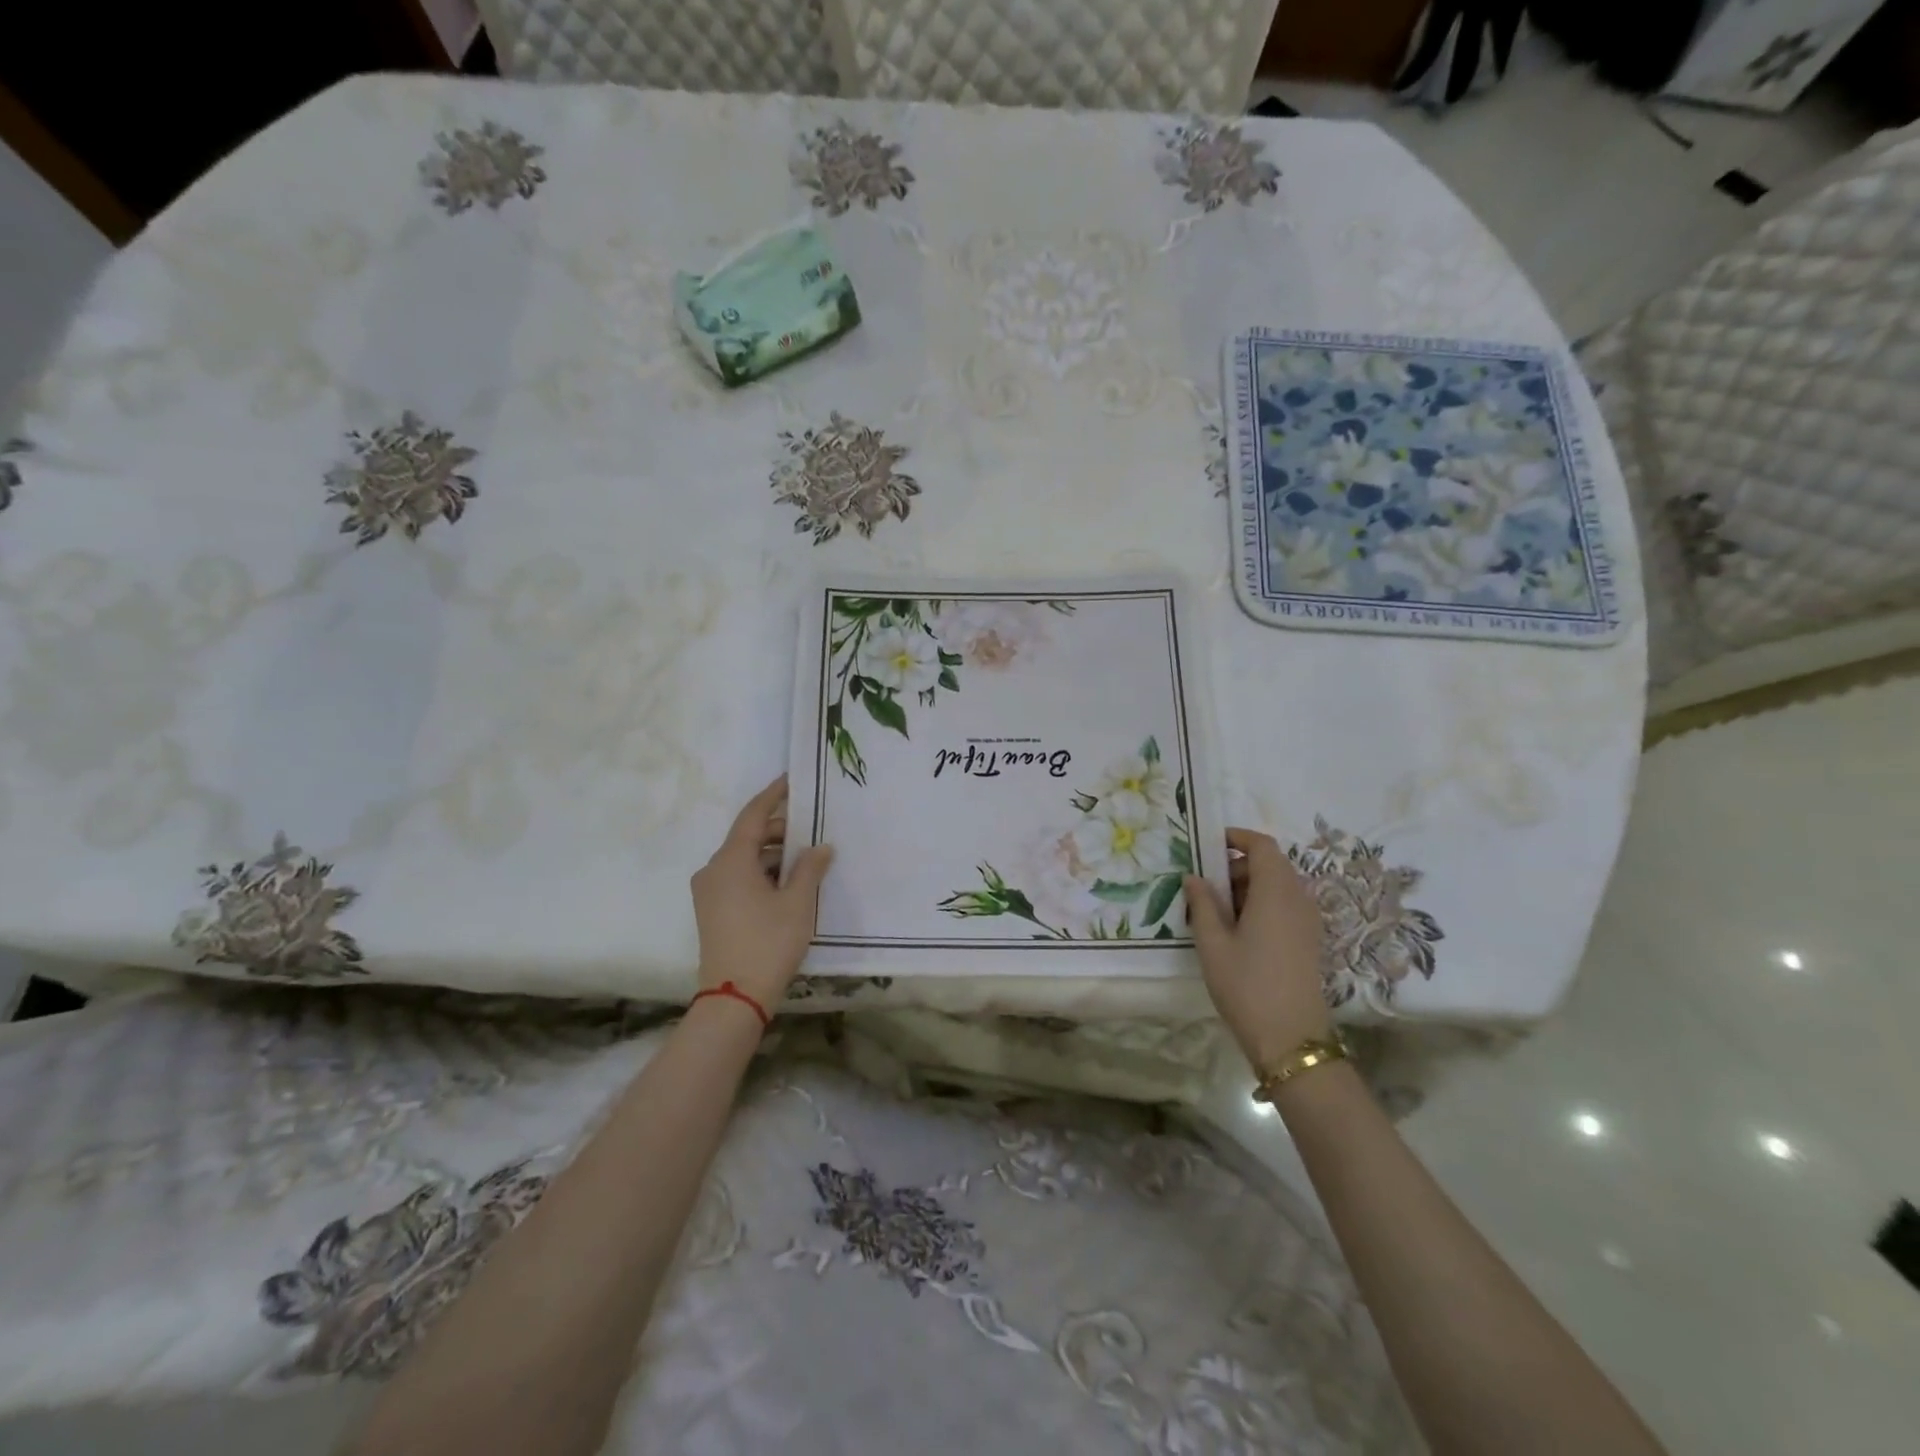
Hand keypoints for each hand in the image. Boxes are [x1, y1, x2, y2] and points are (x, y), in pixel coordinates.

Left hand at [690, 777, 834, 1008]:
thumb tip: (821, 847)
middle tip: (811, 829)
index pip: (753, 815)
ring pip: (743, 859)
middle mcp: (713, 869)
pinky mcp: (711, 910)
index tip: (791, 780)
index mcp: (731, 860)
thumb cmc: (768, 943)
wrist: (734, 998)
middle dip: (779, 830)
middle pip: (747, 837)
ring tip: (806, 859)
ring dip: (772, 854)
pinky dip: (761, 872)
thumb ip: (810, 868)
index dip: (774, 796)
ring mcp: (709, 891)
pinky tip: (787, 883)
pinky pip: (737, 877)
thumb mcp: (798, 903)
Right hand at [1184, 827, 1331, 1069]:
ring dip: (1247, 888)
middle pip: (1270, 864)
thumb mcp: (1212, 943)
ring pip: (1277, 886)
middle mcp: (1298, 899)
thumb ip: (1202, 903)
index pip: (1262, 845)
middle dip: (1235, 867)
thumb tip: (1194, 877)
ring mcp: (1308, 921)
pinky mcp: (1309, 940)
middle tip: (1203, 887)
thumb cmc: (1246, 985)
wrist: (1291, 1039)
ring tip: (1214, 912)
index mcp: (1276, 892)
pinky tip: (1236, 931)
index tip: (1208, 846)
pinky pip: (1285, 906)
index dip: (1236, 838)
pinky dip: (1261, 905)